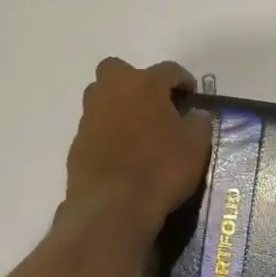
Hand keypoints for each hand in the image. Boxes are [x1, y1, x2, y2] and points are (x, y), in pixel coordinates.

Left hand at [65, 59, 212, 234]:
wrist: (113, 206)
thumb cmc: (161, 168)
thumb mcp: (196, 145)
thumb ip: (199, 122)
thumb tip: (195, 114)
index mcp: (144, 84)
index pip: (168, 70)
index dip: (183, 80)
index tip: (191, 96)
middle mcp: (111, 91)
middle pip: (119, 70)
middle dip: (136, 81)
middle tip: (154, 105)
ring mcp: (90, 117)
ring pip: (103, 97)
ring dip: (119, 106)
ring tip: (139, 131)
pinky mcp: (77, 143)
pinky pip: (96, 128)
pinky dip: (109, 134)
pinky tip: (123, 155)